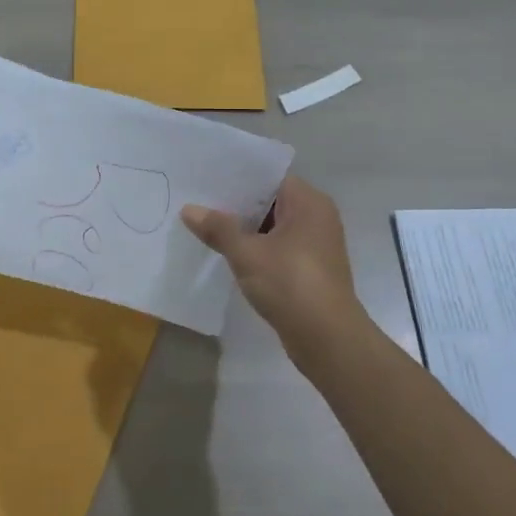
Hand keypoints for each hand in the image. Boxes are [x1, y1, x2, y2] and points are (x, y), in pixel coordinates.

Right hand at [182, 175, 363, 353]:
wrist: (328, 339)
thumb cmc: (291, 284)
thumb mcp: (247, 254)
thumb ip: (218, 228)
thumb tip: (188, 209)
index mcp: (309, 202)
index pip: (269, 176)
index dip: (238, 176)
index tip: (206, 177)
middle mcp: (316, 217)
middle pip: (270, 201)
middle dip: (236, 204)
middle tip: (198, 199)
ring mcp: (315, 244)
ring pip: (272, 226)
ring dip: (244, 228)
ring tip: (205, 224)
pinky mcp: (309, 268)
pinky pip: (277, 247)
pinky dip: (255, 248)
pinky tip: (227, 252)